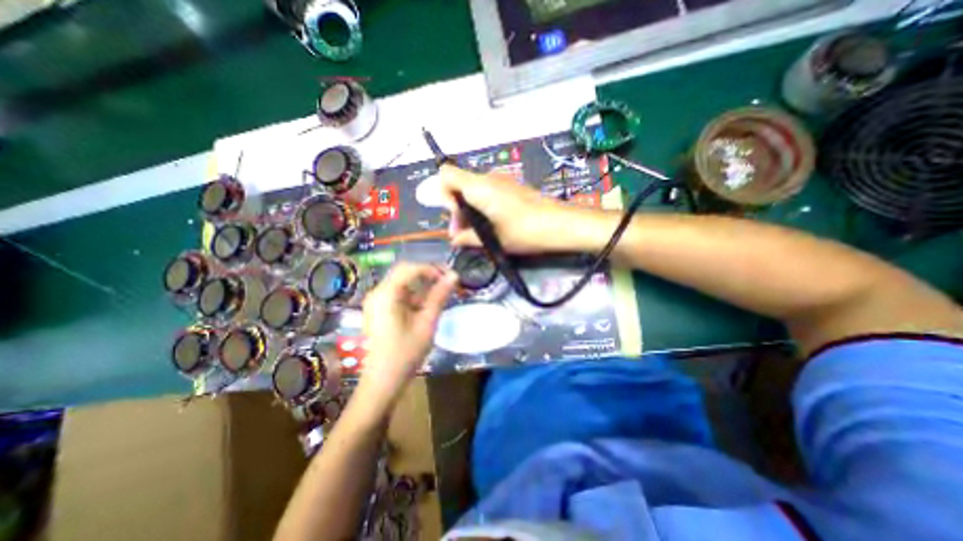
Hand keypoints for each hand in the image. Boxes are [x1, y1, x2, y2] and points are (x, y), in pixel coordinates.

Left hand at [361, 263, 458, 395]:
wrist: (383, 381)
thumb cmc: (406, 353)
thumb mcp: (427, 322)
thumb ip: (439, 296)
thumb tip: (454, 275)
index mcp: (386, 294)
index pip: (410, 268)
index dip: (432, 269)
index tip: (450, 277)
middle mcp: (377, 292)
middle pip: (404, 272)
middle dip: (427, 274)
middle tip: (446, 282)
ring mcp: (375, 301)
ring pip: (401, 282)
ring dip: (421, 285)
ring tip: (439, 295)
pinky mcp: (378, 310)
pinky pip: (397, 294)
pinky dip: (413, 295)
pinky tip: (424, 306)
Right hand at [440, 164, 587, 252]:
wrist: (560, 224)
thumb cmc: (525, 231)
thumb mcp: (493, 239)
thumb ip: (468, 238)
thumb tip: (455, 240)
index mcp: (479, 187)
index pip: (446, 174)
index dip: (442, 193)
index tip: (454, 215)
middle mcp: (488, 178)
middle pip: (459, 184)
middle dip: (455, 207)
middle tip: (462, 233)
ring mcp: (501, 180)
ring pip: (473, 189)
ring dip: (468, 209)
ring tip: (476, 232)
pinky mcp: (511, 186)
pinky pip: (487, 191)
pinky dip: (482, 206)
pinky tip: (491, 224)